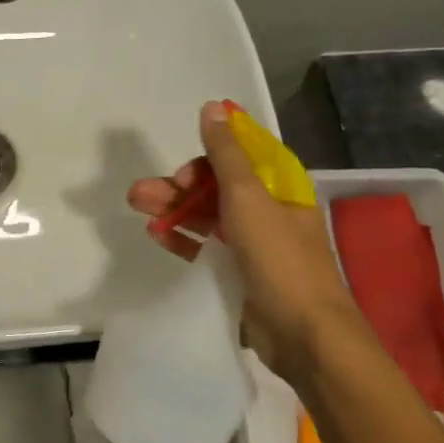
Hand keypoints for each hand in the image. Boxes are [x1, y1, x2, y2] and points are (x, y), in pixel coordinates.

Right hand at [127, 100, 357, 376]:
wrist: (305, 336)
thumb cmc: (280, 259)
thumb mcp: (248, 198)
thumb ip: (226, 154)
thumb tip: (213, 106)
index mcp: (279, 187)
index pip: (239, 156)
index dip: (207, 156)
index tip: (182, 169)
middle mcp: (269, 210)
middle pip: (217, 186)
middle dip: (178, 186)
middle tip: (140, 194)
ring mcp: (256, 243)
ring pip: (208, 215)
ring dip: (174, 209)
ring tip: (138, 209)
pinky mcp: (241, 273)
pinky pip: (207, 246)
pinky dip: (183, 238)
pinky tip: (158, 236)